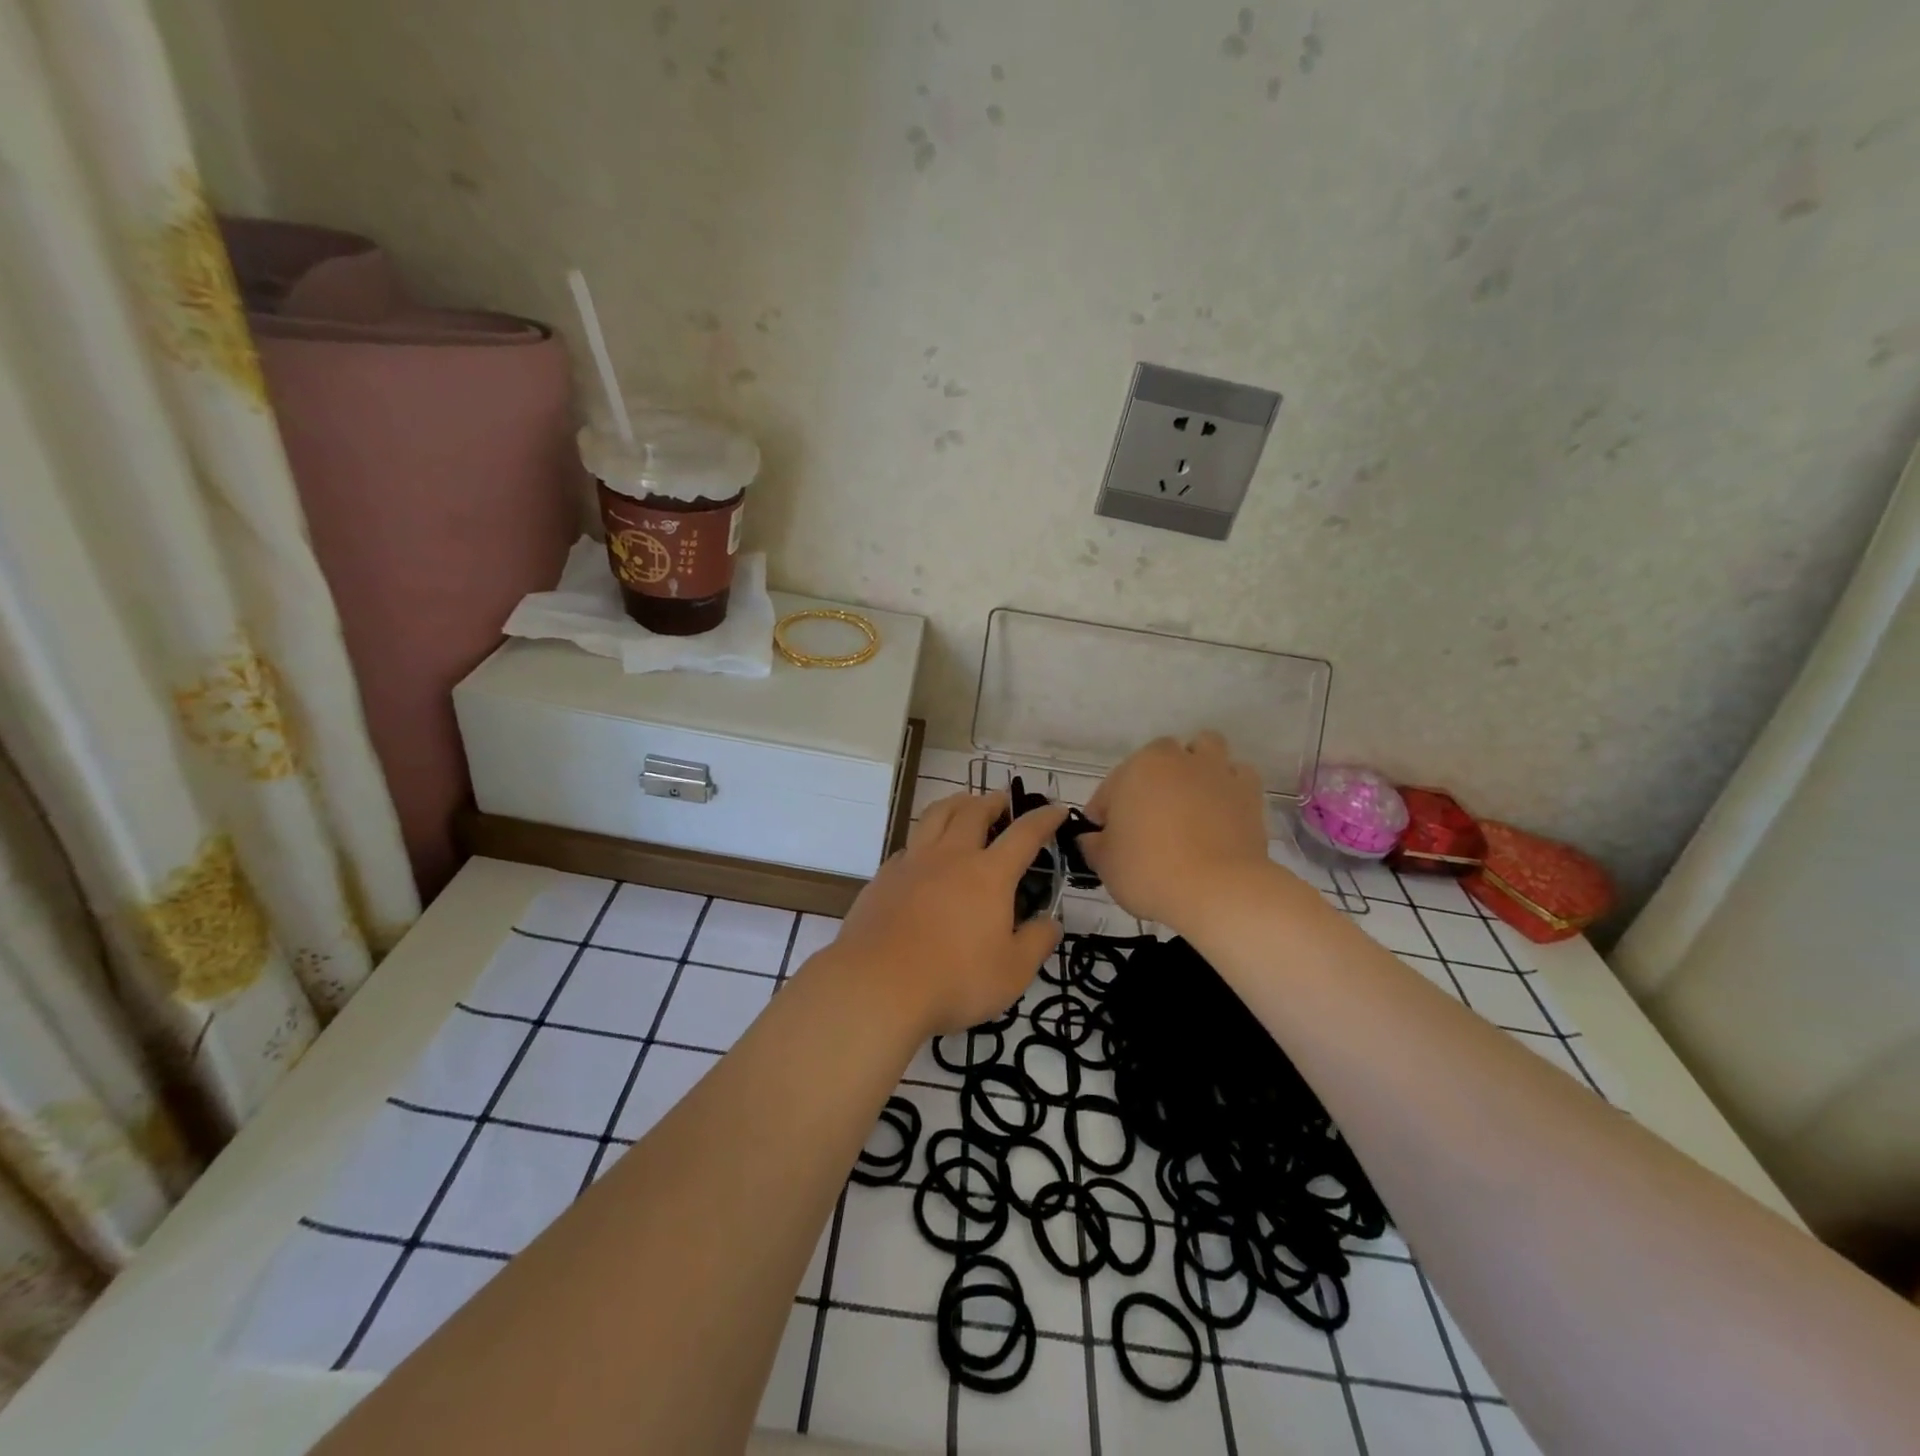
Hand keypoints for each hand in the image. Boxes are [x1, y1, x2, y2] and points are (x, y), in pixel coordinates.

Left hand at [824, 790, 1068, 1036]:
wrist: (876, 986)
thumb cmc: (954, 980)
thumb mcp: (1012, 973)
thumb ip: (1037, 943)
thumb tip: (1052, 922)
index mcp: (989, 875)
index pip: (1024, 834)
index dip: (1044, 819)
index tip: (1057, 809)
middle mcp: (951, 857)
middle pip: (973, 811)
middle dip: (993, 801)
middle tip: (1003, 802)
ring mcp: (912, 863)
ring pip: (935, 816)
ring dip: (955, 804)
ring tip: (963, 806)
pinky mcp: (883, 877)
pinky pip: (909, 845)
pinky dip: (924, 839)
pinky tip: (924, 856)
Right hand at [1081, 733, 1273, 930]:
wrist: (1218, 891)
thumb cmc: (1149, 871)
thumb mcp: (1105, 864)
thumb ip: (1094, 845)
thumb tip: (1093, 838)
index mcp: (1136, 769)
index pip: (1111, 787)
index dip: (1105, 812)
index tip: (1105, 838)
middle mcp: (1177, 759)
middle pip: (1160, 757)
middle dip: (1152, 780)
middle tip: (1147, 818)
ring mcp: (1216, 771)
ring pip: (1205, 749)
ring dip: (1195, 766)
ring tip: (1189, 799)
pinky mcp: (1249, 792)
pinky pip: (1237, 775)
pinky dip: (1228, 786)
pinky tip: (1221, 810)